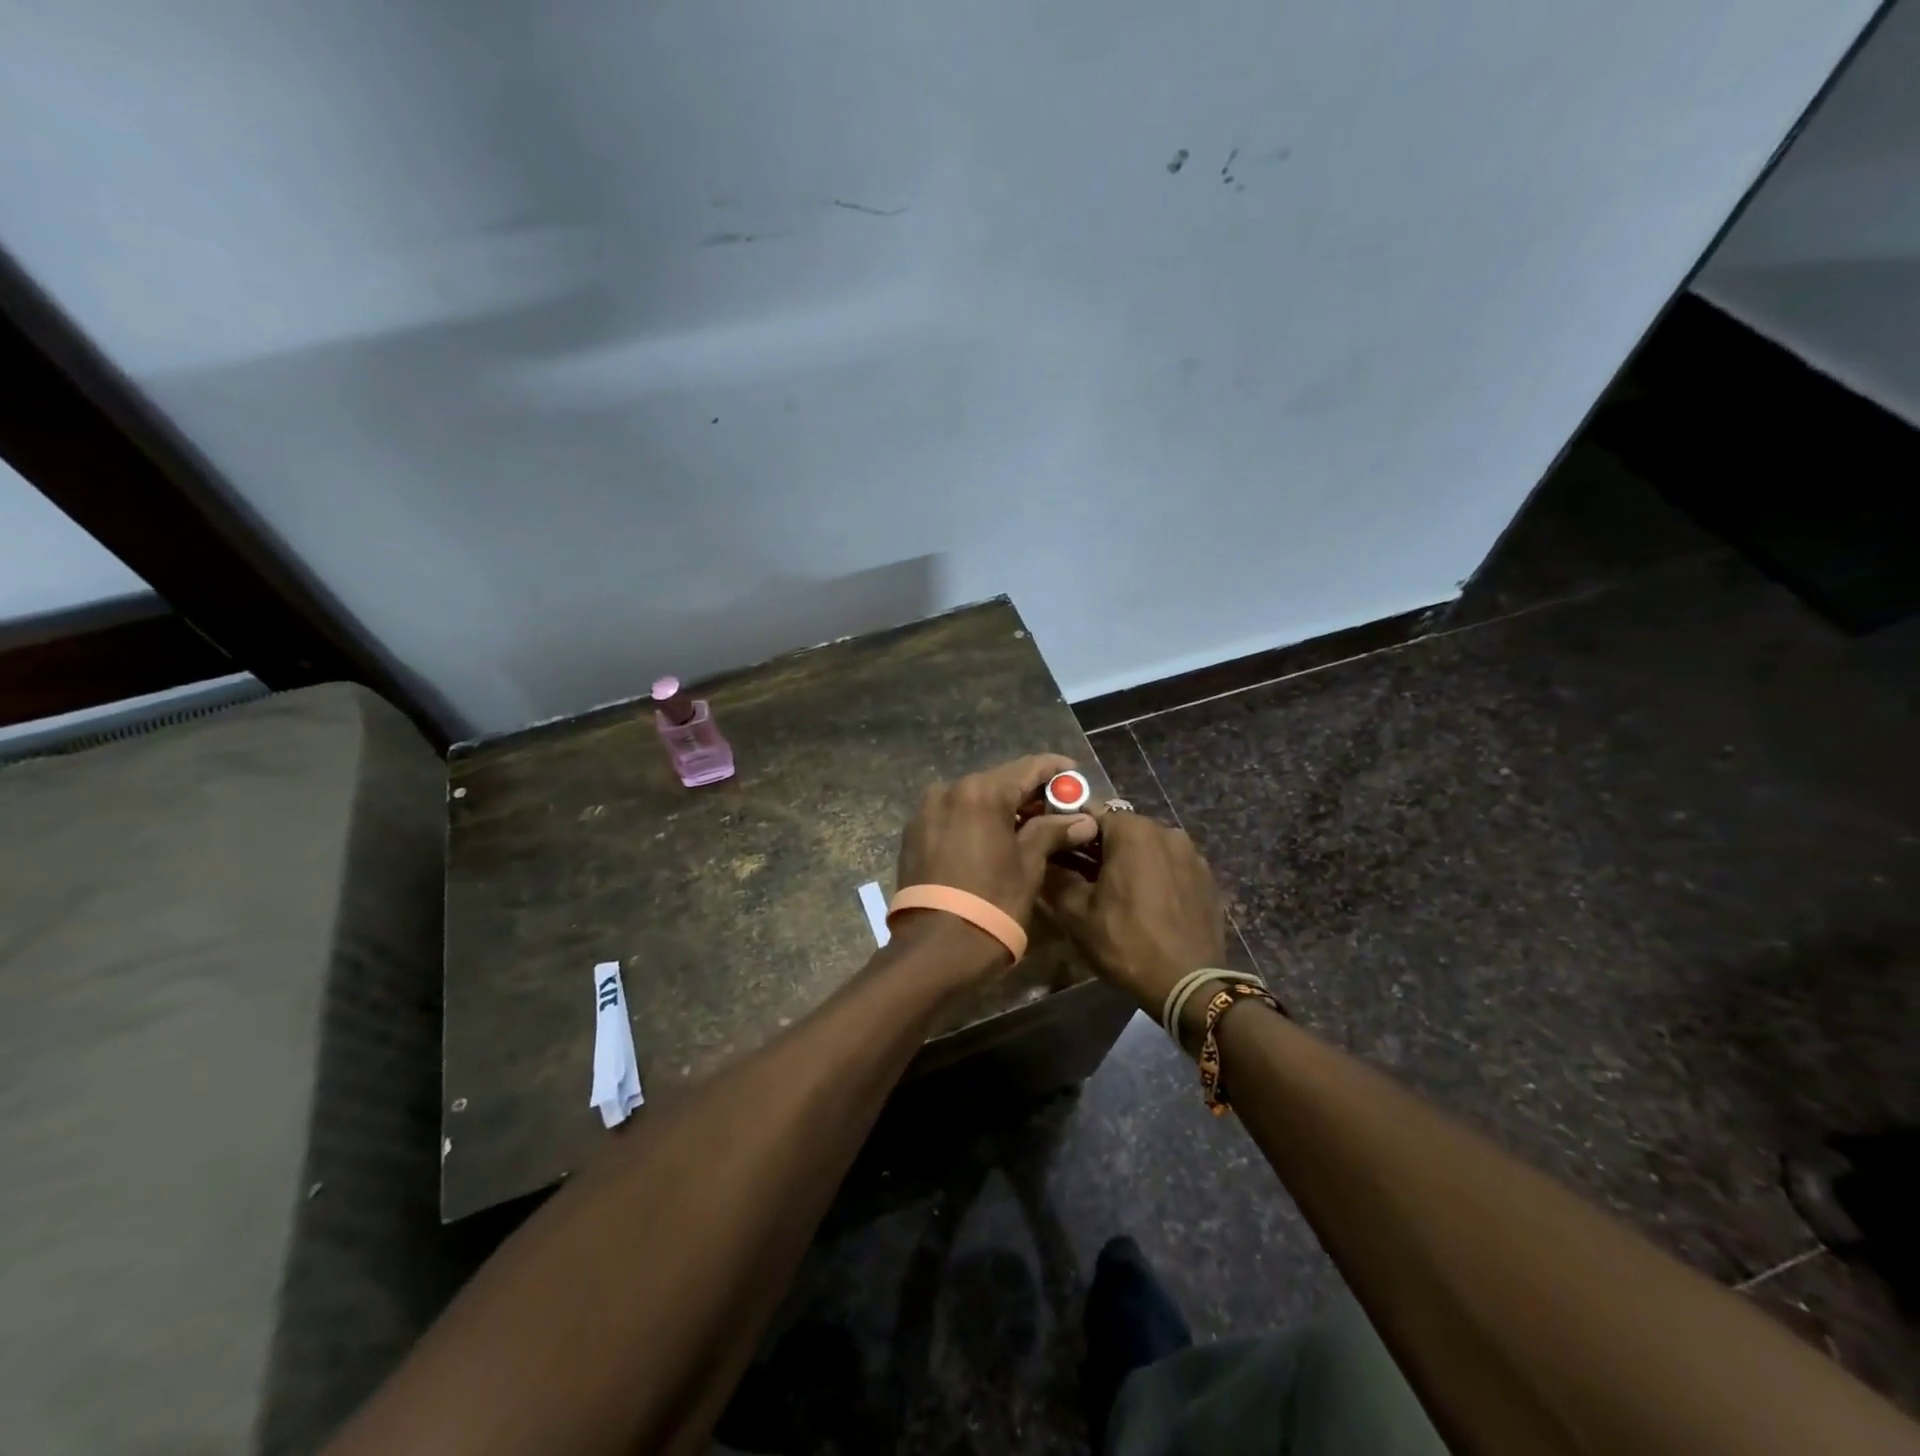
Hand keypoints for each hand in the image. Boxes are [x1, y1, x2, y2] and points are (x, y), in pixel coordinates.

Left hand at [896, 754, 1098, 931]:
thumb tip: (1083, 820)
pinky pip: (953, 816)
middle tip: (1058, 808)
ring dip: (1002, 807)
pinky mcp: (914, 832)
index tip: (1076, 775)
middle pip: (999, 781)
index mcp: (981, 792)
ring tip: (1028, 826)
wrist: (936, 946)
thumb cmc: (993, 902)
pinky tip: (994, 838)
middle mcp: (949, 790)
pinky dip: (976, 821)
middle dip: (1029, 792)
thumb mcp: (1029, 865)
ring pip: (974, 798)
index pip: (1027, 767)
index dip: (1055, 770)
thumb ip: (1053, 832)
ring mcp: (927, 811)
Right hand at [1041, 810, 1225, 1017]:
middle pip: (1123, 830)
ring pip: (1149, 848)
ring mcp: (1193, 855)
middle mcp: (1167, 832)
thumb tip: (1044, 861)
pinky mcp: (1208, 879)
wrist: (1188, 985)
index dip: (1071, 832)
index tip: (1058, 853)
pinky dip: (1155, 876)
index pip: (1091, 814)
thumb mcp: (1076, 913)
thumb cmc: (1126, 942)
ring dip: (1130, 862)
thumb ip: (1056, 878)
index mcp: (1133, 831)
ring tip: (1116, 893)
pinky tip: (1146, 905)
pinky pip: (1172, 867)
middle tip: (1082, 877)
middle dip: (1101, 847)